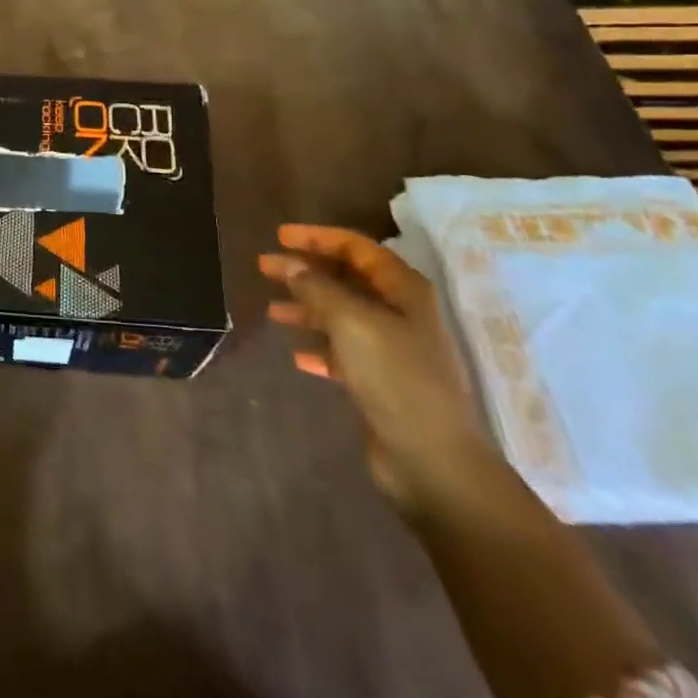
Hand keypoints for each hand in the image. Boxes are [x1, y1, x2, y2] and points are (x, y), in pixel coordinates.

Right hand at [261, 225, 491, 513]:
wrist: (432, 461)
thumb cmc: (396, 378)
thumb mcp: (352, 322)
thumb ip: (317, 287)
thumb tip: (290, 264)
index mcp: (403, 290)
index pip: (357, 247)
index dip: (317, 237)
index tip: (279, 236)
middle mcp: (400, 313)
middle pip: (347, 279)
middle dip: (306, 271)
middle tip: (265, 268)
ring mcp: (393, 349)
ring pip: (341, 315)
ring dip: (307, 308)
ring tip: (272, 311)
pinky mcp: (381, 382)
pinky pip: (343, 352)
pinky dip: (319, 347)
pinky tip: (296, 354)